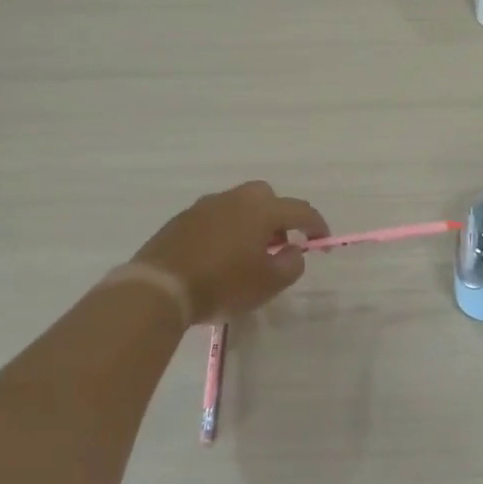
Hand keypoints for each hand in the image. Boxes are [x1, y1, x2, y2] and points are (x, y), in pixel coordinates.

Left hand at [133, 181, 329, 322]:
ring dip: (250, 222)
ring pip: (238, 205)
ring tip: (247, 253)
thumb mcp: (268, 283)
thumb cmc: (222, 284)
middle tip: (279, 243)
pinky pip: (214, 217)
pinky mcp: (182, 220)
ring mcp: (204, 206)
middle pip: (266, 196)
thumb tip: (293, 249)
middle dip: (279, 216)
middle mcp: (234, 199)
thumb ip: (291, 264)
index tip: (322, 242)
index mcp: (261, 210)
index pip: (300, 210)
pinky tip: (219, 255)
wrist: (160, 287)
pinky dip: (225, 230)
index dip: (316, 225)